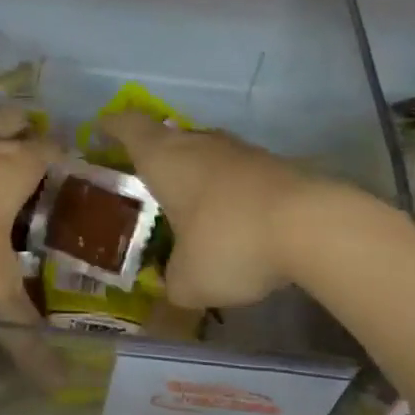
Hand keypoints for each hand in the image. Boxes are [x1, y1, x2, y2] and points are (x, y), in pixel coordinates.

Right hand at [101, 113, 322, 309]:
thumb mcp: (188, 281)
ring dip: (194, 171)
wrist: (313, 226)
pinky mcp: (275, 166)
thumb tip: (173, 287)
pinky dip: (226, 189)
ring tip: (186, 201)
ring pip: (206, 152)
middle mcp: (201, 145)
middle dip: (153, 154)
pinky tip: (230, 218)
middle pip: (169, 136)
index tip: (101, 129)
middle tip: (142, 177)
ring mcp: (242, 152)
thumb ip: (172, 284)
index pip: (129, 128)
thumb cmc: (230, 243)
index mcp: (166, 159)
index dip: (112, 127)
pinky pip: (238, 172)